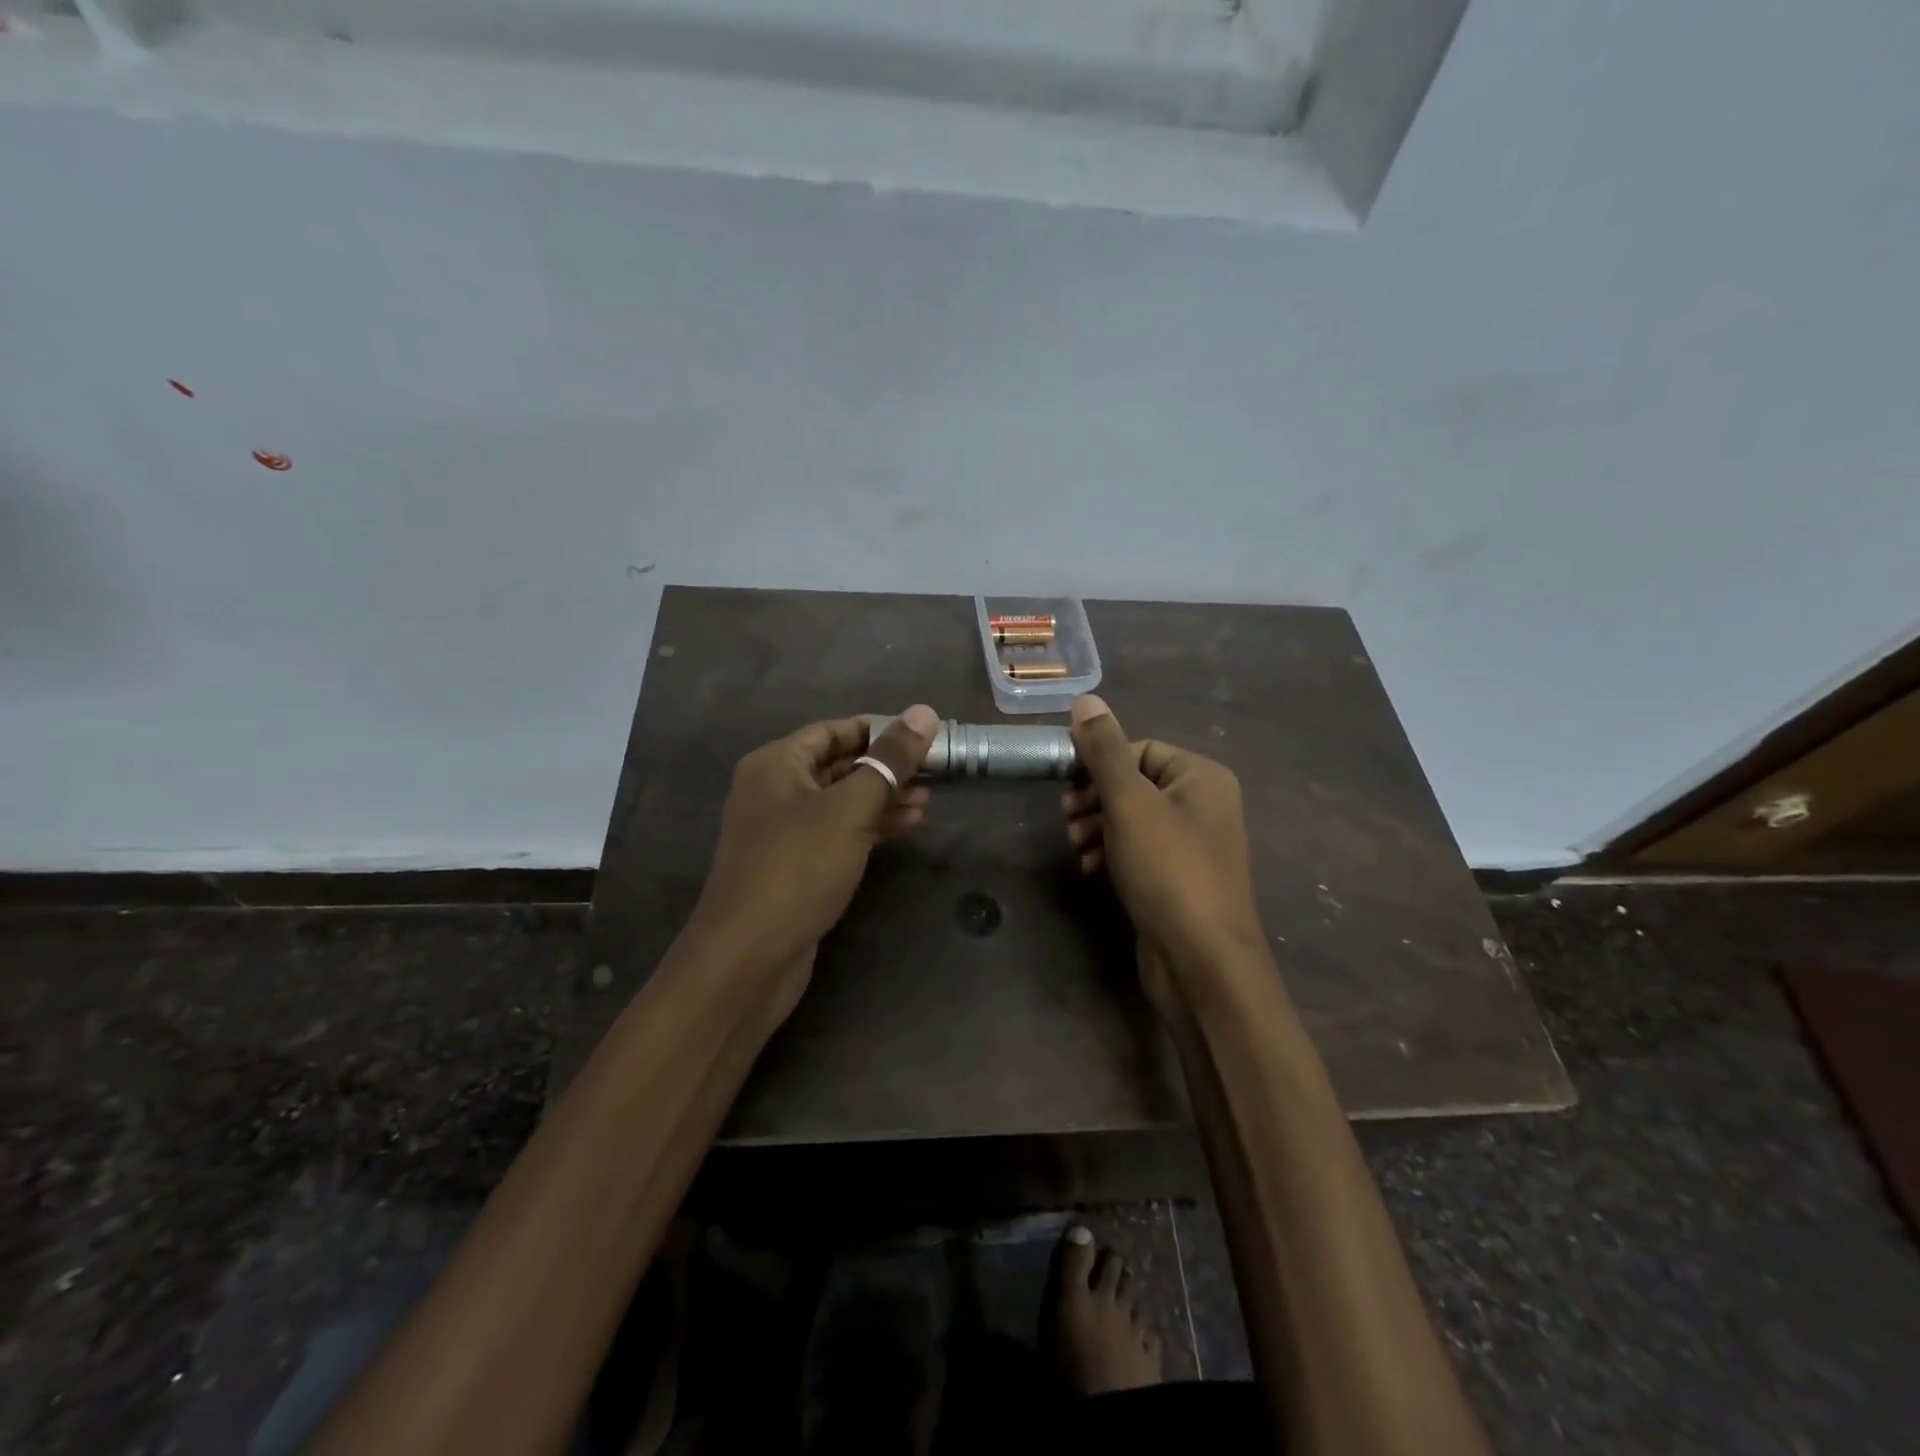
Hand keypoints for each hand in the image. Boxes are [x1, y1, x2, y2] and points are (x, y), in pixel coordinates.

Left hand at [686, 705, 938, 997]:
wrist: (750, 957)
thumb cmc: (798, 868)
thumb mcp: (850, 808)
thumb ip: (889, 761)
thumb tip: (923, 712)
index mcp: (776, 764)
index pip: (833, 730)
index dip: (878, 729)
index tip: (922, 736)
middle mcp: (775, 791)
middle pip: (838, 765)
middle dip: (885, 768)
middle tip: (933, 772)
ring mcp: (784, 831)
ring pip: (842, 802)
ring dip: (883, 799)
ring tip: (929, 802)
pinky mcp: (796, 866)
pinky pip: (838, 833)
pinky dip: (870, 827)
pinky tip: (907, 827)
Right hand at [1061, 695, 1266, 997]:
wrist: (1201, 961)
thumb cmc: (1167, 869)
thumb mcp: (1129, 802)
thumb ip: (1104, 750)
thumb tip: (1086, 699)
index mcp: (1201, 777)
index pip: (1141, 749)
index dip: (1101, 764)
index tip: (1068, 786)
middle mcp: (1203, 806)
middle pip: (1135, 784)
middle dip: (1095, 799)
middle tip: (1067, 818)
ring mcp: (1192, 846)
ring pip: (1132, 820)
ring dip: (1097, 828)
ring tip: (1076, 848)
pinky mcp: (1178, 880)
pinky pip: (1139, 852)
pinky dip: (1111, 855)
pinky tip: (1090, 871)